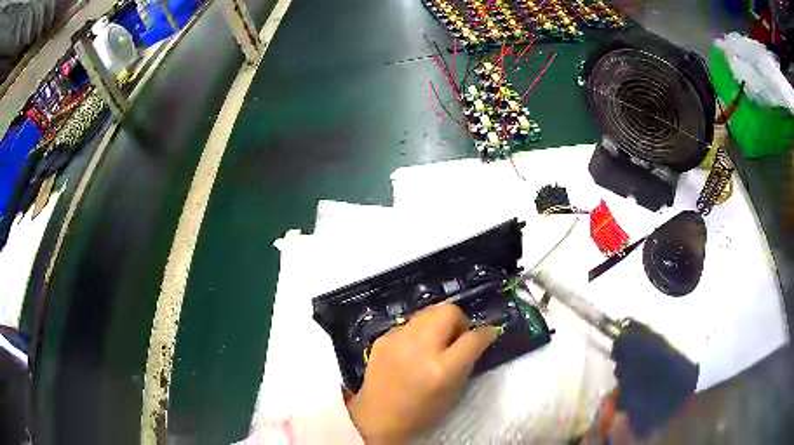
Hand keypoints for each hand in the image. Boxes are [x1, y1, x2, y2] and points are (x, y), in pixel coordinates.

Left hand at [347, 302, 497, 442]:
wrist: (377, 418)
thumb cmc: (421, 413)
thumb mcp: (453, 393)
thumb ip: (466, 362)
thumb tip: (476, 339)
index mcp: (442, 369)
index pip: (473, 338)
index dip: (486, 333)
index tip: (488, 334)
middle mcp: (420, 349)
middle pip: (448, 311)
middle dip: (459, 320)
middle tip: (457, 336)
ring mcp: (397, 341)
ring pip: (427, 312)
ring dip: (437, 323)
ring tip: (435, 342)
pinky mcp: (381, 339)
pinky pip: (408, 324)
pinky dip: (417, 332)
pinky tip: (413, 350)